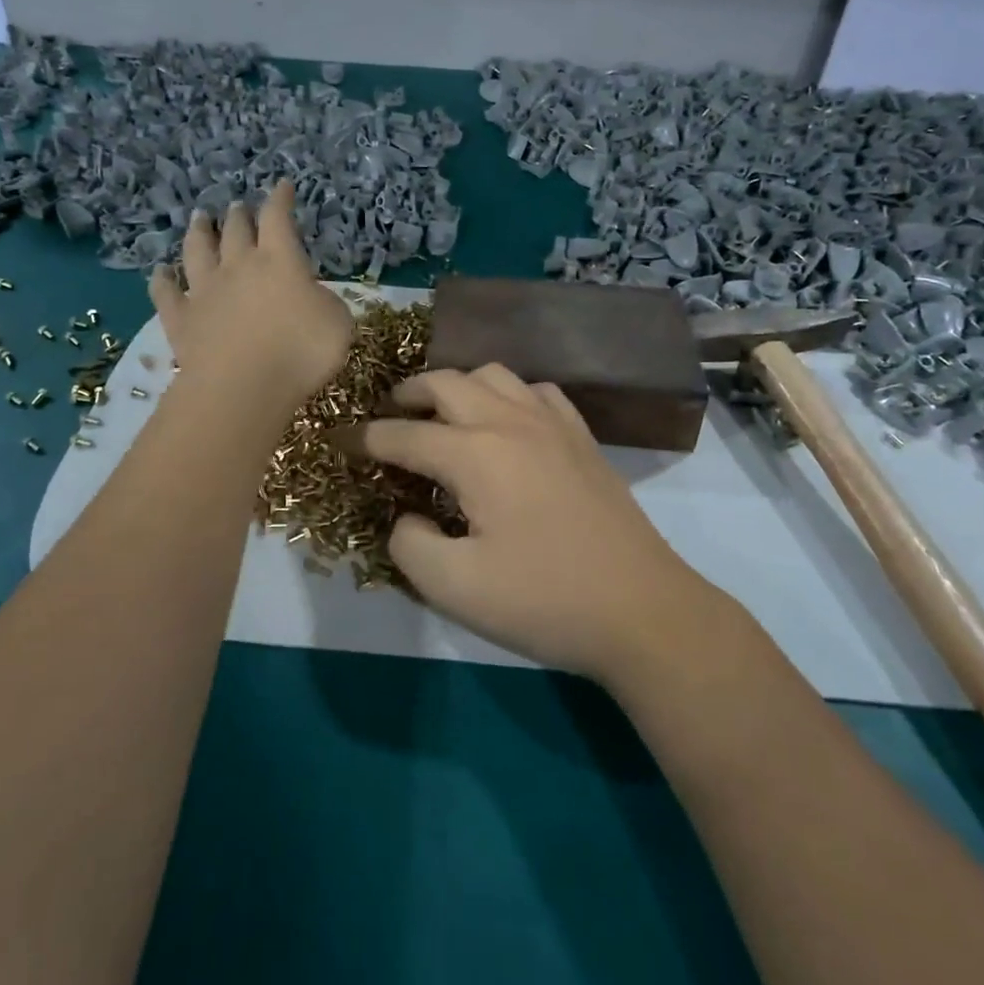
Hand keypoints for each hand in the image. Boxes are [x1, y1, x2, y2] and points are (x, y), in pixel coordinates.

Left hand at [149, 181, 352, 414]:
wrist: (242, 386)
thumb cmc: (300, 352)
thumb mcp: (338, 324)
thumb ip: (325, 303)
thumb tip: (311, 297)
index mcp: (279, 260)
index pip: (278, 218)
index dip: (281, 199)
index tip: (283, 187)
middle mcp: (238, 266)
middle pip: (236, 230)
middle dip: (240, 215)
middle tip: (238, 206)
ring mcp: (204, 291)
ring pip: (197, 251)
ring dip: (199, 232)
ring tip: (200, 218)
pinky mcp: (180, 319)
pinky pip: (166, 293)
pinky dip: (162, 280)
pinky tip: (160, 272)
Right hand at [362, 366, 718, 680]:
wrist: (642, 610)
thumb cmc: (544, 601)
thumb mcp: (455, 588)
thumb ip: (410, 545)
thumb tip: (406, 516)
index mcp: (475, 454)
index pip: (404, 435)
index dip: (366, 439)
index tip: (341, 443)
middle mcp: (510, 422)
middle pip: (447, 382)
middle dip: (409, 394)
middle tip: (390, 416)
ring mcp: (553, 424)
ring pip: (494, 374)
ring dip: (458, 385)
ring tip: (443, 413)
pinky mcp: (582, 437)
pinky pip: (537, 391)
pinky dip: (508, 394)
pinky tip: (506, 421)